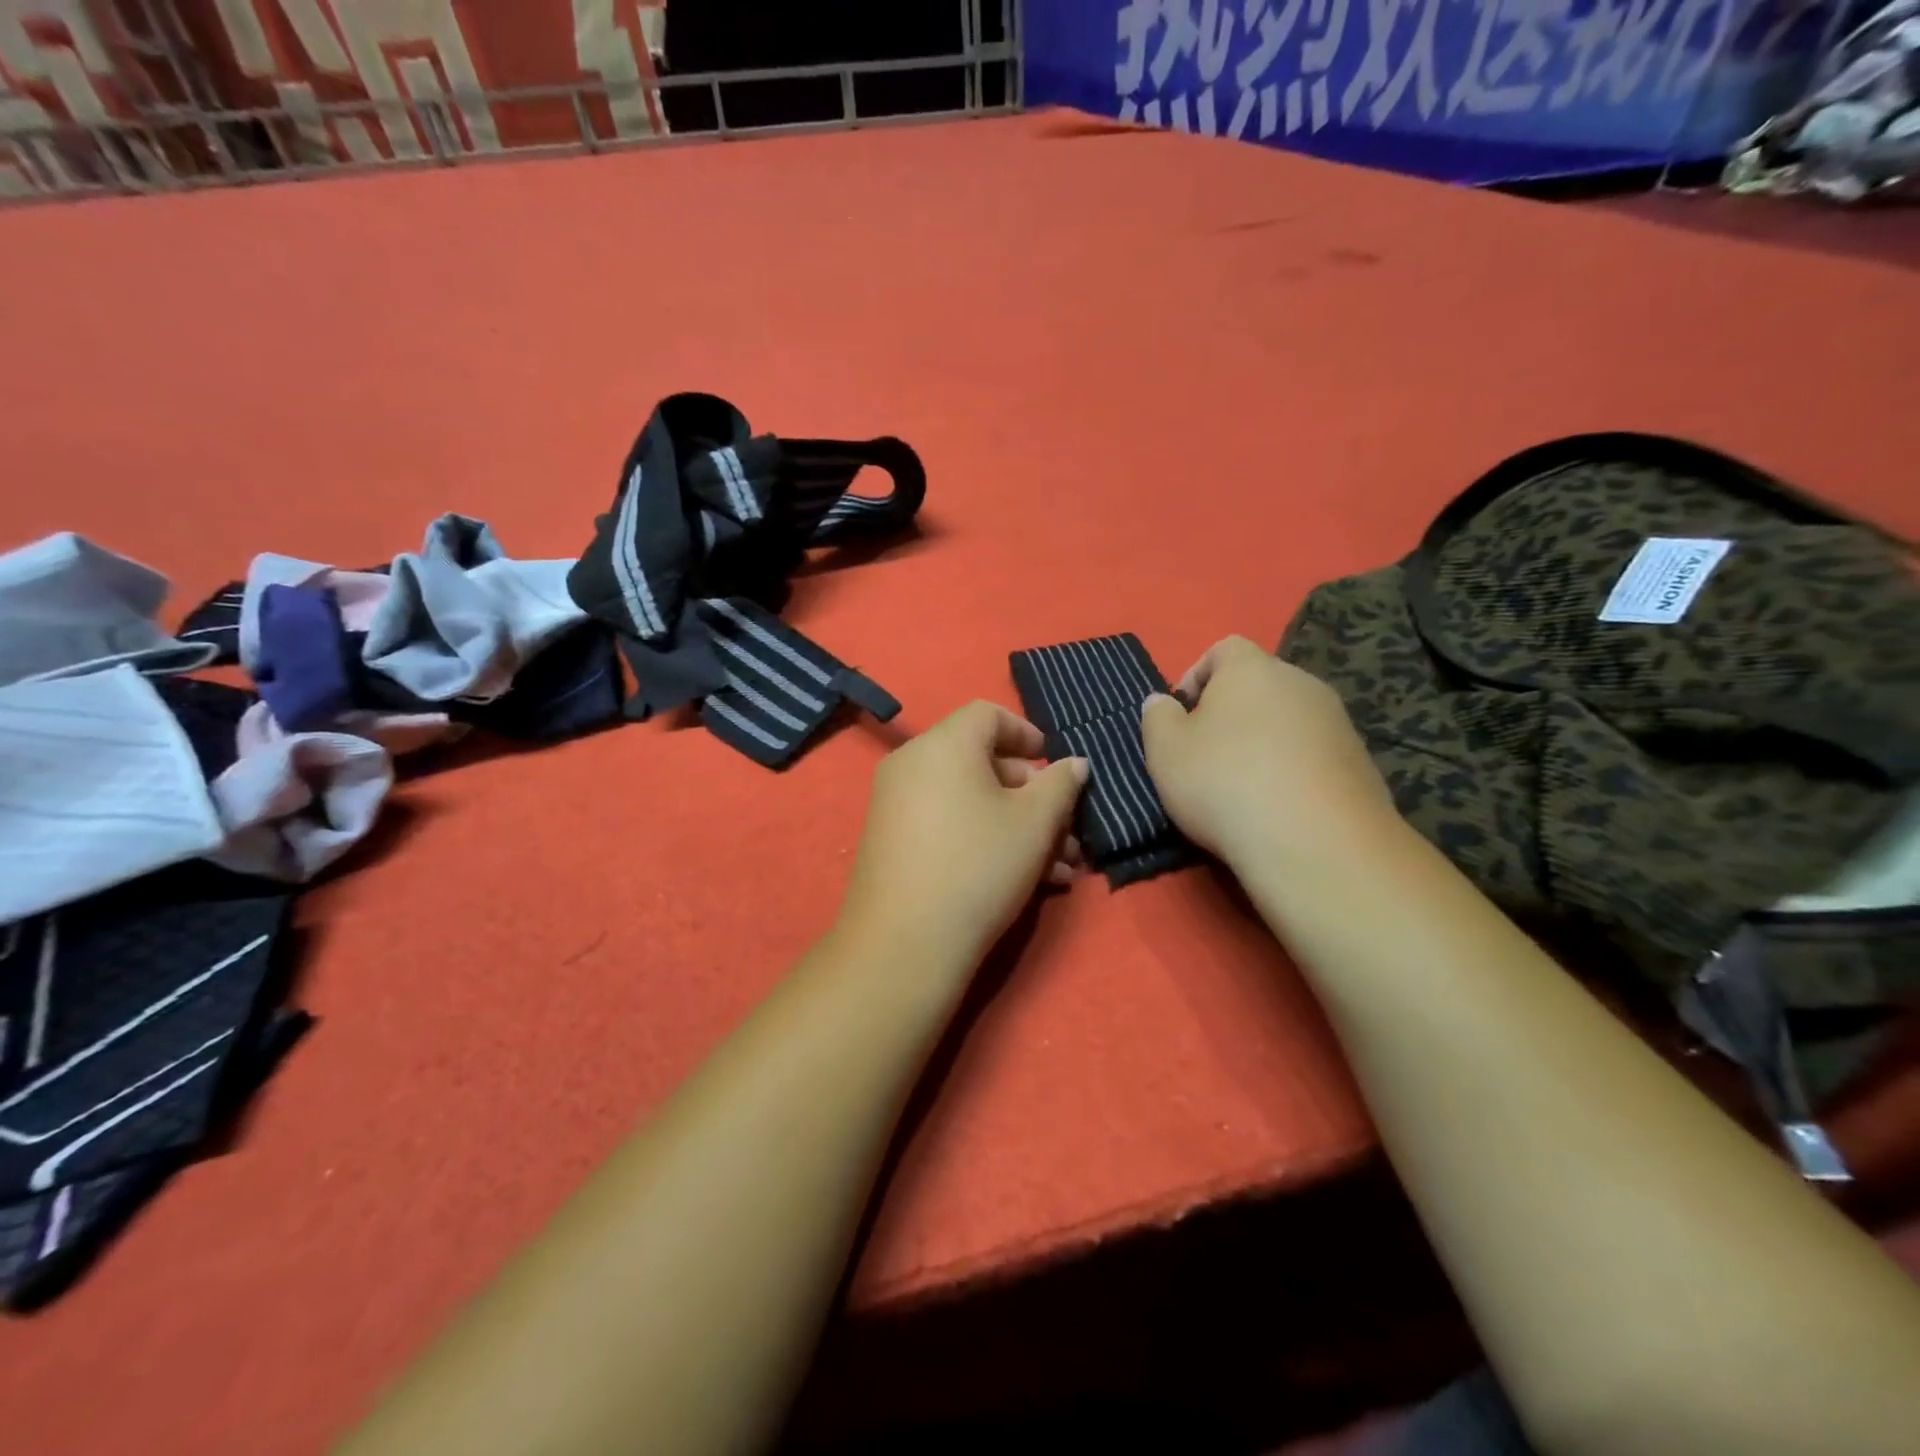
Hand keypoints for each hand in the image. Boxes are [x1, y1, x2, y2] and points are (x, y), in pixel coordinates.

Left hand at [839, 702, 1088, 972]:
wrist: (905, 942)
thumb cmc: (979, 865)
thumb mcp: (1035, 823)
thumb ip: (1061, 785)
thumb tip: (1074, 763)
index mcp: (943, 744)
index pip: (988, 714)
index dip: (1028, 734)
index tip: (1055, 765)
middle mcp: (912, 765)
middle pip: (981, 761)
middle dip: (1032, 794)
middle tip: (1066, 828)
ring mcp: (896, 804)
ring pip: (969, 800)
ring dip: (1016, 825)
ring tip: (1059, 866)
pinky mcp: (891, 841)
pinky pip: (946, 824)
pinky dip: (983, 838)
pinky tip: (1026, 880)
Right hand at [1141, 636, 1396, 867]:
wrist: (1315, 842)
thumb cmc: (1223, 782)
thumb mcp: (1164, 751)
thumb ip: (1157, 717)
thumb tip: (1162, 702)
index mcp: (1251, 669)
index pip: (1223, 649)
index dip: (1196, 676)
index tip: (1181, 715)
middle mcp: (1300, 682)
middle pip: (1259, 684)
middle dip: (1232, 712)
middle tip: (1207, 753)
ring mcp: (1337, 721)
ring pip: (1289, 720)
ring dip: (1264, 742)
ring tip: (1243, 786)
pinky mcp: (1360, 761)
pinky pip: (1314, 754)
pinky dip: (1294, 770)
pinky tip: (1279, 806)